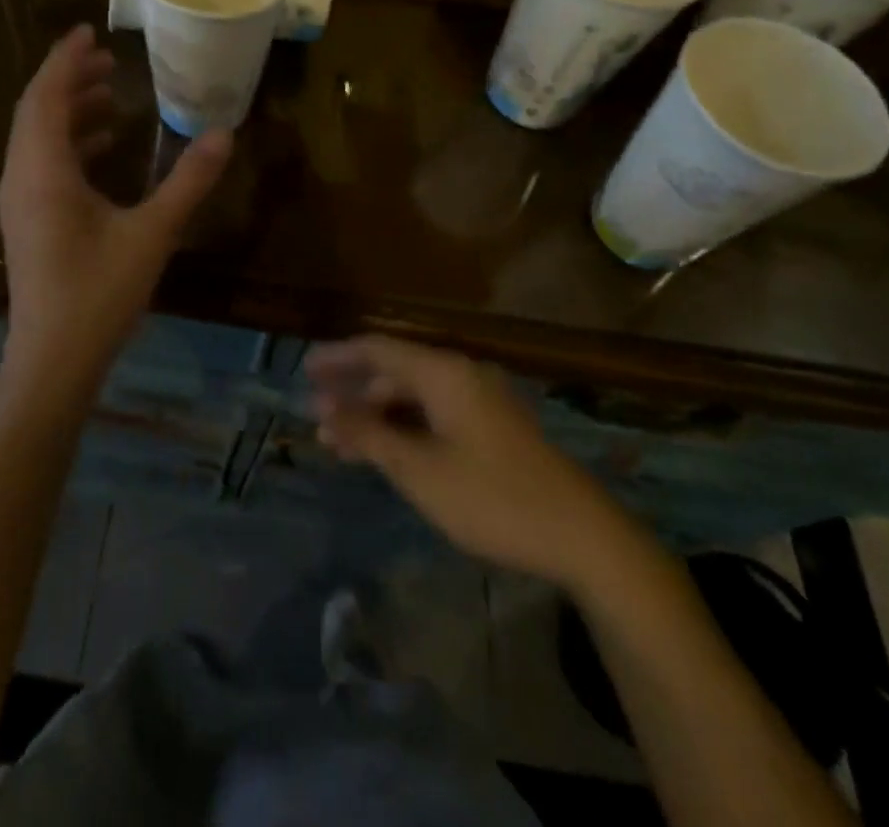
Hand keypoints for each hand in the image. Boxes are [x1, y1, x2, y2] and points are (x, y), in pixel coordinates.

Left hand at [0, 25, 231, 380]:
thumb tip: (224, 134)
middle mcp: (21, 177)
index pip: (46, 96)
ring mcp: (19, 201)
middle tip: (109, 60)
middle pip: (37, 111)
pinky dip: (69, 143)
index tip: (89, 32)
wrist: (53, 359)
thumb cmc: (99, 294)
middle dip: (70, 80)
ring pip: (38, 137)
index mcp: (43, 171)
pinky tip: (104, 146)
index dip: (65, 60)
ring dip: (70, 110)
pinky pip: (42, 163)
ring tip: (111, 93)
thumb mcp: (152, 234)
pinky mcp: (27, 220)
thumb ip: (188, 182)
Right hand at [308, 336, 647, 591]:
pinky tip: (383, 453)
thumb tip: (325, 408)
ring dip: (376, 416)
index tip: (305, 369)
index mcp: (443, 373)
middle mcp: (460, 376)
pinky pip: (433, 416)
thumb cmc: (492, 497)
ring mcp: (479, 403)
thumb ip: (369, 435)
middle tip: (317, 412)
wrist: (584, 537)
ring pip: (413, 398)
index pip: (378, 349)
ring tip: (339, 442)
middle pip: (394, 372)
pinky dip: (403, 429)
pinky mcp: (491, 430)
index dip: (339, 357)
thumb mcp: (420, 470)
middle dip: (353, 392)